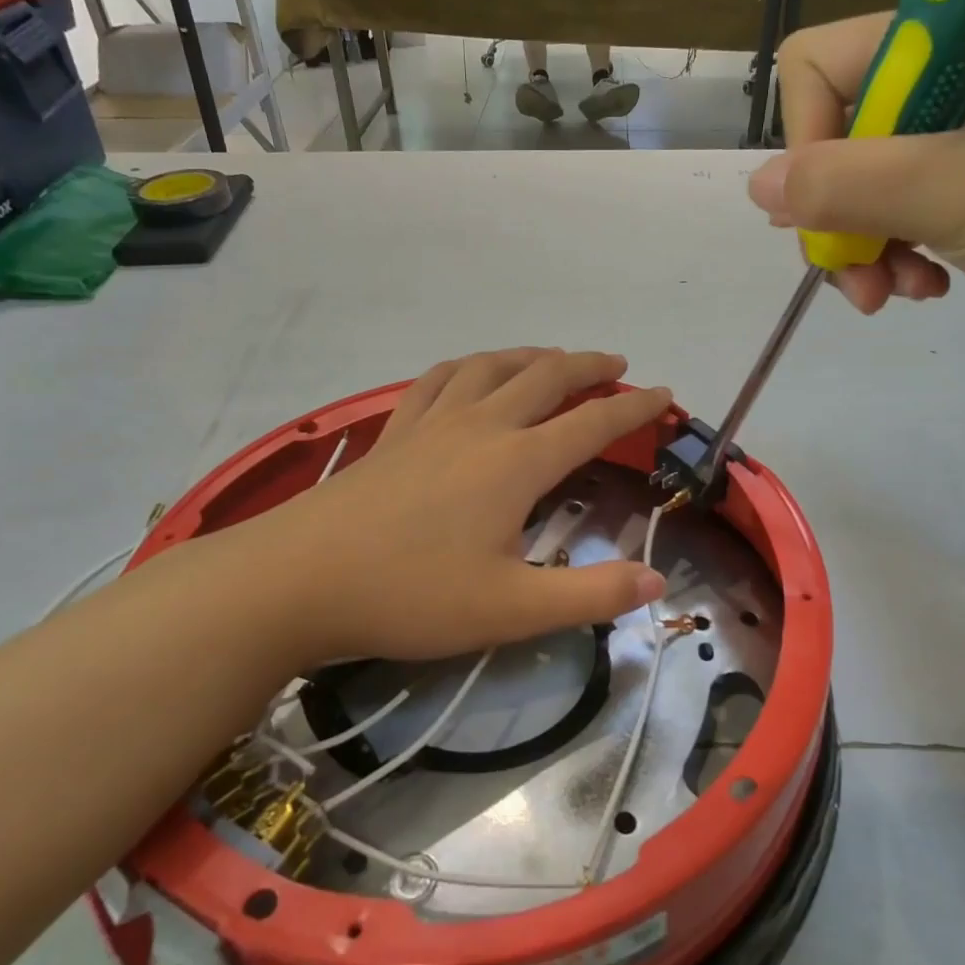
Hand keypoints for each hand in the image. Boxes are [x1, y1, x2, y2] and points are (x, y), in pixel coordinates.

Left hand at [219, 349, 670, 663]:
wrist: (299, 580)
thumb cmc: (411, 595)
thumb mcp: (512, 608)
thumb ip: (590, 595)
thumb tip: (657, 584)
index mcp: (517, 462)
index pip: (593, 422)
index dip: (635, 407)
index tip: (664, 395)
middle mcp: (480, 426)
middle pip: (545, 377)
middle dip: (588, 366)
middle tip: (616, 364)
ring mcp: (431, 423)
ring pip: (491, 367)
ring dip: (530, 356)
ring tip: (551, 358)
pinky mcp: (394, 432)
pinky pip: (437, 380)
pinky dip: (467, 367)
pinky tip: (468, 374)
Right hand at [749, 15, 964, 343]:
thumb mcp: (953, 193)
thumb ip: (845, 184)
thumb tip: (756, 186)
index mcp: (952, 45)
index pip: (818, 66)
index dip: (807, 139)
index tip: (833, 202)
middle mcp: (953, 79)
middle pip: (836, 137)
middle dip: (836, 215)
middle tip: (858, 274)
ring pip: (863, 185)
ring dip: (865, 247)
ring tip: (896, 292)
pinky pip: (902, 213)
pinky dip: (899, 254)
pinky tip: (927, 289)